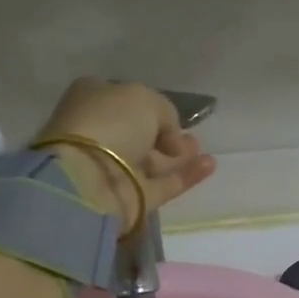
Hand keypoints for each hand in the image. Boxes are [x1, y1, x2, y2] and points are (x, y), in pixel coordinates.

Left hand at [35, 78, 216, 233]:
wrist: (88, 179)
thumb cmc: (110, 123)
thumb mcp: (143, 98)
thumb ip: (164, 112)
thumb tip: (170, 138)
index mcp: (91, 102)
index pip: (122, 100)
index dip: (146, 105)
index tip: (169, 112)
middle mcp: (100, 135)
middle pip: (137, 134)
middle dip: (163, 134)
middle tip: (189, 133)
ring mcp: (114, 170)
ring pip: (151, 161)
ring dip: (177, 155)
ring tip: (201, 148)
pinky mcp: (132, 198)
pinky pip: (164, 184)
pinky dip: (186, 175)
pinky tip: (210, 164)